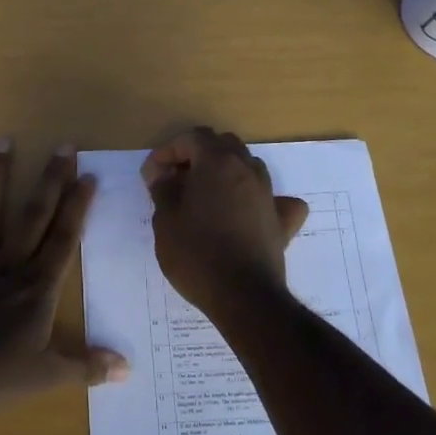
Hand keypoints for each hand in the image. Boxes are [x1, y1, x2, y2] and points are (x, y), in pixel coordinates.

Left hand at [0, 139, 128, 406]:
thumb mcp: (45, 376)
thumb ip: (85, 366)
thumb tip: (128, 369)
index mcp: (36, 285)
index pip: (64, 238)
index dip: (77, 206)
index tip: (88, 175)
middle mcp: (8, 262)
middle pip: (34, 214)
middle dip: (51, 179)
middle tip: (63, 145)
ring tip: (3, 140)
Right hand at [142, 127, 308, 317]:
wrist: (244, 296)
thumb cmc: (197, 253)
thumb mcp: (165, 219)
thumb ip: (163, 188)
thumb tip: (162, 172)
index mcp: (217, 161)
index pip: (191, 138)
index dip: (168, 151)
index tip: (152, 175)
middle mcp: (247, 169)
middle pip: (222, 145)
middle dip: (197, 156)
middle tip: (176, 181)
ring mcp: (269, 194)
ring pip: (247, 167)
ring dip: (225, 173)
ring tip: (205, 197)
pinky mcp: (282, 220)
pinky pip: (274, 199)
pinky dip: (259, 199)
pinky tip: (250, 212)